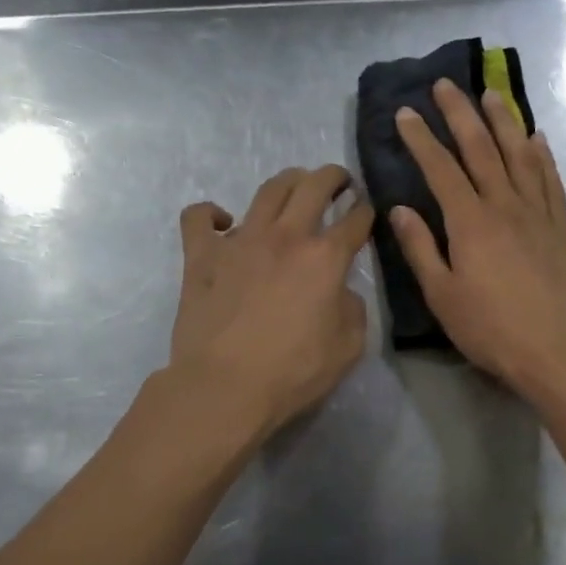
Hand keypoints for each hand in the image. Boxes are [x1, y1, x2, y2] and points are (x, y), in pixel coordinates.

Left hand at [169, 165, 373, 437]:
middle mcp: (285, 237)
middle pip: (314, 186)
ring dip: (287, 181)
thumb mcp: (348, 348)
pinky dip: (211, 213)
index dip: (366, 212)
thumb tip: (341, 291)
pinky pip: (199, 217)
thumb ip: (352, 310)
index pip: (355, 220)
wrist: (225, 387)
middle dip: (333, 177)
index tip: (366, 212)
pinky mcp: (201, 255)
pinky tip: (222, 221)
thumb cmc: (292, 372)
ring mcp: (240, 241)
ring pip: (267, 190)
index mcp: (325, 258)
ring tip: (294, 186)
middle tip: (339, 181)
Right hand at [391, 78, 565, 401]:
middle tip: (445, 84)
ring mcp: (537, 214)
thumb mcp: (442, 296)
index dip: (422, 138)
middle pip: (480, 149)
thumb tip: (398, 208)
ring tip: (490, 94)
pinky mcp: (559, 228)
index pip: (441, 168)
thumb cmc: (490, 329)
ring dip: (503, 121)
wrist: (555, 351)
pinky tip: (537, 138)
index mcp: (470, 222)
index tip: (406, 112)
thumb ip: (420, 249)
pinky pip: (551, 180)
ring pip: (519, 155)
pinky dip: (542, 155)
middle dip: (460, 113)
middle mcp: (504, 206)